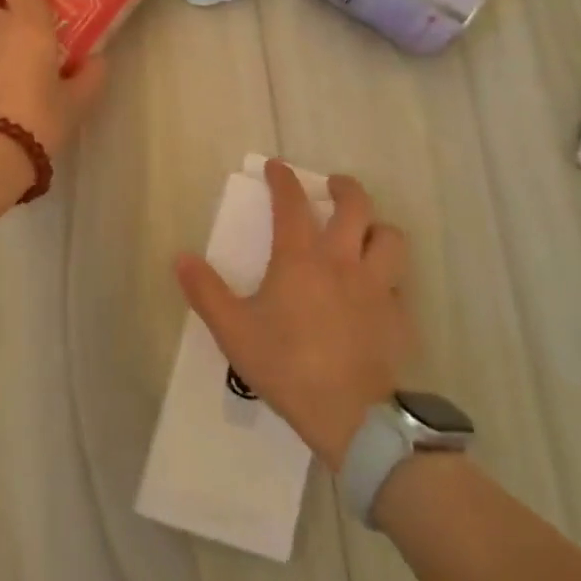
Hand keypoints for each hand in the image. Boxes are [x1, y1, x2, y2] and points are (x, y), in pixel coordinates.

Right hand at [174, 162, 414, 469]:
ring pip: (390, 237)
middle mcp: (344, 261)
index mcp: (301, 259)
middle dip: (344, 187)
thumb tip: (181, 257)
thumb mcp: (234, 331)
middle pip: (355, 205)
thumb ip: (206, 291)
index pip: (292, 204)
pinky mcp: (399, 315)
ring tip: (365, 232)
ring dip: (377, 227)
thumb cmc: (287, 366)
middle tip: (333, 186)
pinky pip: (399, 282)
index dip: (283, 179)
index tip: (277, 166)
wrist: (350, 414)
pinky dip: (388, 276)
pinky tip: (377, 292)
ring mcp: (377, 286)